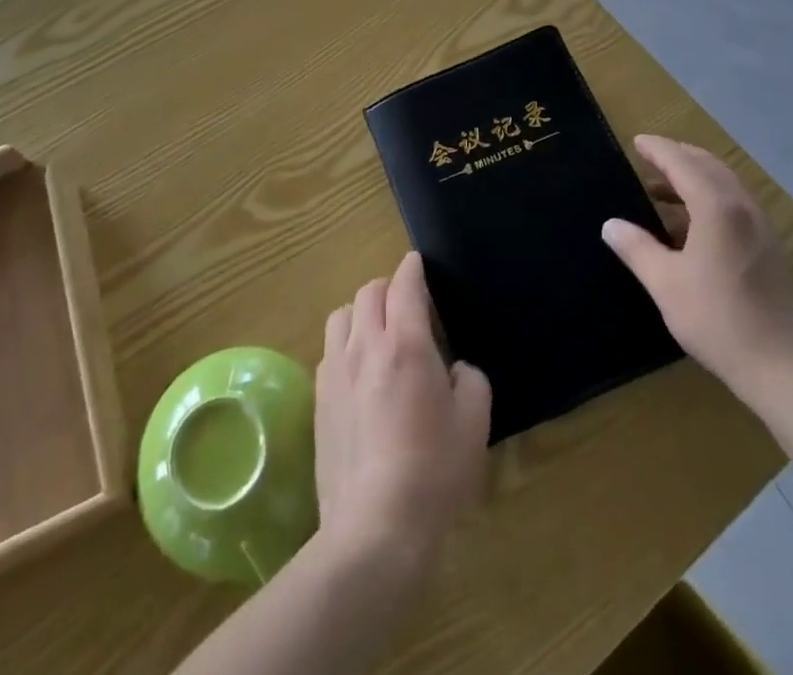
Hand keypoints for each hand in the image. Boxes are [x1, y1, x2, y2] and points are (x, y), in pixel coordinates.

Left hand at [316, 253, 491, 573]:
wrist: (374, 528)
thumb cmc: (433, 472)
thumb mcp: (474, 424)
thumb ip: (470, 380)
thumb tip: (455, 369)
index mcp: (406, 343)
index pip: (404, 284)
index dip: (413, 268)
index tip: (419, 265)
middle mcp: (366, 345)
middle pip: (369, 291)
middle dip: (388, 288)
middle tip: (407, 307)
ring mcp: (336, 371)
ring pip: (341, 315)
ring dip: (361, 313)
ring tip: (377, 335)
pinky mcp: (318, 400)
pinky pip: (328, 351)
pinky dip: (344, 345)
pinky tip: (358, 372)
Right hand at [602, 135, 792, 406]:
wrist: (781, 367)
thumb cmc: (718, 320)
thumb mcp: (665, 283)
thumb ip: (636, 248)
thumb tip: (610, 225)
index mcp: (717, 208)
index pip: (682, 163)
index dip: (658, 149)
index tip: (637, 142)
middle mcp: (742, 207)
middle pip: (708, 165)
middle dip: (678, 156)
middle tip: (649, 157)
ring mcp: (760, 226)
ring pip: (725, 183)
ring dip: (694, 176)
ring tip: (662, 188)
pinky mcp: (768, 246)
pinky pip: (735, 203)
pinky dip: (709, 196)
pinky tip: (690, 221)